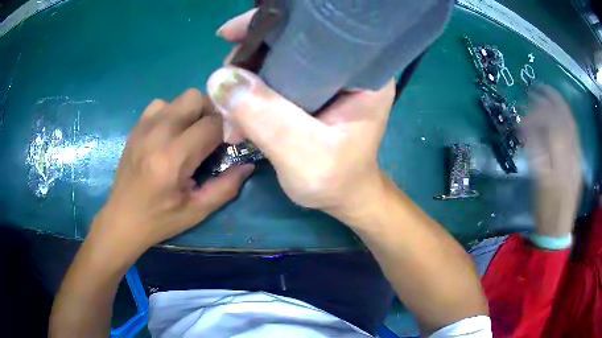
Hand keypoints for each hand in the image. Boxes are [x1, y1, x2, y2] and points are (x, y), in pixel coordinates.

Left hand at [91, 89, 253, 259]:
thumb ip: (226, 187)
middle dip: (210, 113)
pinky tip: (170, 134)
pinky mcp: (136, 128)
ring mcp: (144, 127)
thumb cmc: (160, 219)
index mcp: (173, 158)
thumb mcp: (197, 211)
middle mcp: (158, 134)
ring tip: (189, 135)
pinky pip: (160, 105)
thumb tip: (248, 164)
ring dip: (190, 112)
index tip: (229, 143)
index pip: (212, 124)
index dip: (227, 130)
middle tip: (211, 136)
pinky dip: (171, 113)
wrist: (122, 219)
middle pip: (195, 98)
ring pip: (178, 98)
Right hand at [208, 11, 394, 218]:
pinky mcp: (310, 89)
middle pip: (288, 42)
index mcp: (362, 71)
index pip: (315, 30)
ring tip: (229, 116)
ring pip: (274, 60)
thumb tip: (219, 78)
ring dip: (243, 82)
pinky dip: (249, 93)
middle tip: (224, 93)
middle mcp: (346, 65)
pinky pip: (272, 77)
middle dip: (247, 62)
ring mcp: (326, 76)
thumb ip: (265, 116)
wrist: (342, 196)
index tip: (231, 35)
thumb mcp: (302, 154)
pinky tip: (236, 116)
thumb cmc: (336, 179)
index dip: (269, 25)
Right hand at [523, 85, 581, 236]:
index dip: (538, 113)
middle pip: (563, 122)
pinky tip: (561, 111)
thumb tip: (527, 129)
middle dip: (549, 102)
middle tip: (536, 90)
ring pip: (571, 124)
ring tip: (548, 93)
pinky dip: (568, 117)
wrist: (559, 229)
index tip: (525, 107)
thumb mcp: (537, 186)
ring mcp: (577, 159)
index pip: (551, 128)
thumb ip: (535, 154)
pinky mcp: (579, 162)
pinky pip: (575, 133)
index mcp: (559, 166)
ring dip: (560, 105)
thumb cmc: (544, 211)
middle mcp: (571, 158)